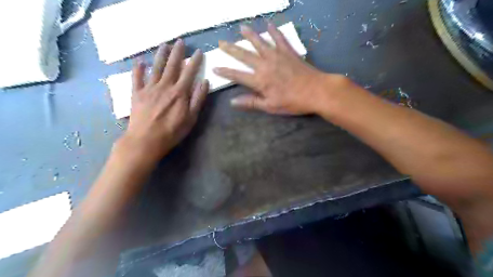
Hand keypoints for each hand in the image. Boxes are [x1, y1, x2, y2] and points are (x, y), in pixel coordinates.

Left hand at [124, 40, 208, 161]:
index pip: (189, 72)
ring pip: (156, 68)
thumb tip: (204, 82)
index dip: (194, 61)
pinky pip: (137, 78)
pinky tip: (140, 62)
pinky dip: (138, 69)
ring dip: (160, 55)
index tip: (199, 52)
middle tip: (180, 42)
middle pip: (172, 66)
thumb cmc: (172, 132)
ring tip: (164, 45)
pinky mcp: (136, 93)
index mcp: (179, 92)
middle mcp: (164, 86)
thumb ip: (198, 99)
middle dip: (177, 53)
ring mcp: (149, 88)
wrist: (145, 140)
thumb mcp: (191, 118)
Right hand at [214, 22, 347, 114]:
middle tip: (222, 43)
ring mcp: (277, 56)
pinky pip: (280, 39)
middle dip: (231, 49)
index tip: (215, 68)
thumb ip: (251, 102)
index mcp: (259, 80)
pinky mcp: (289, 52)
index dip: (225, 72)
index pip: (237, 75)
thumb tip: (233, 102)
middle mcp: (265, 65)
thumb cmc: (293, 102)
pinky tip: (270, 25)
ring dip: (250, 35)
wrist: (316, 91)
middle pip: (245, 55)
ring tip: (242, 27)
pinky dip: (274, 32)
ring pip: (260, 43)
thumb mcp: (270, 106)